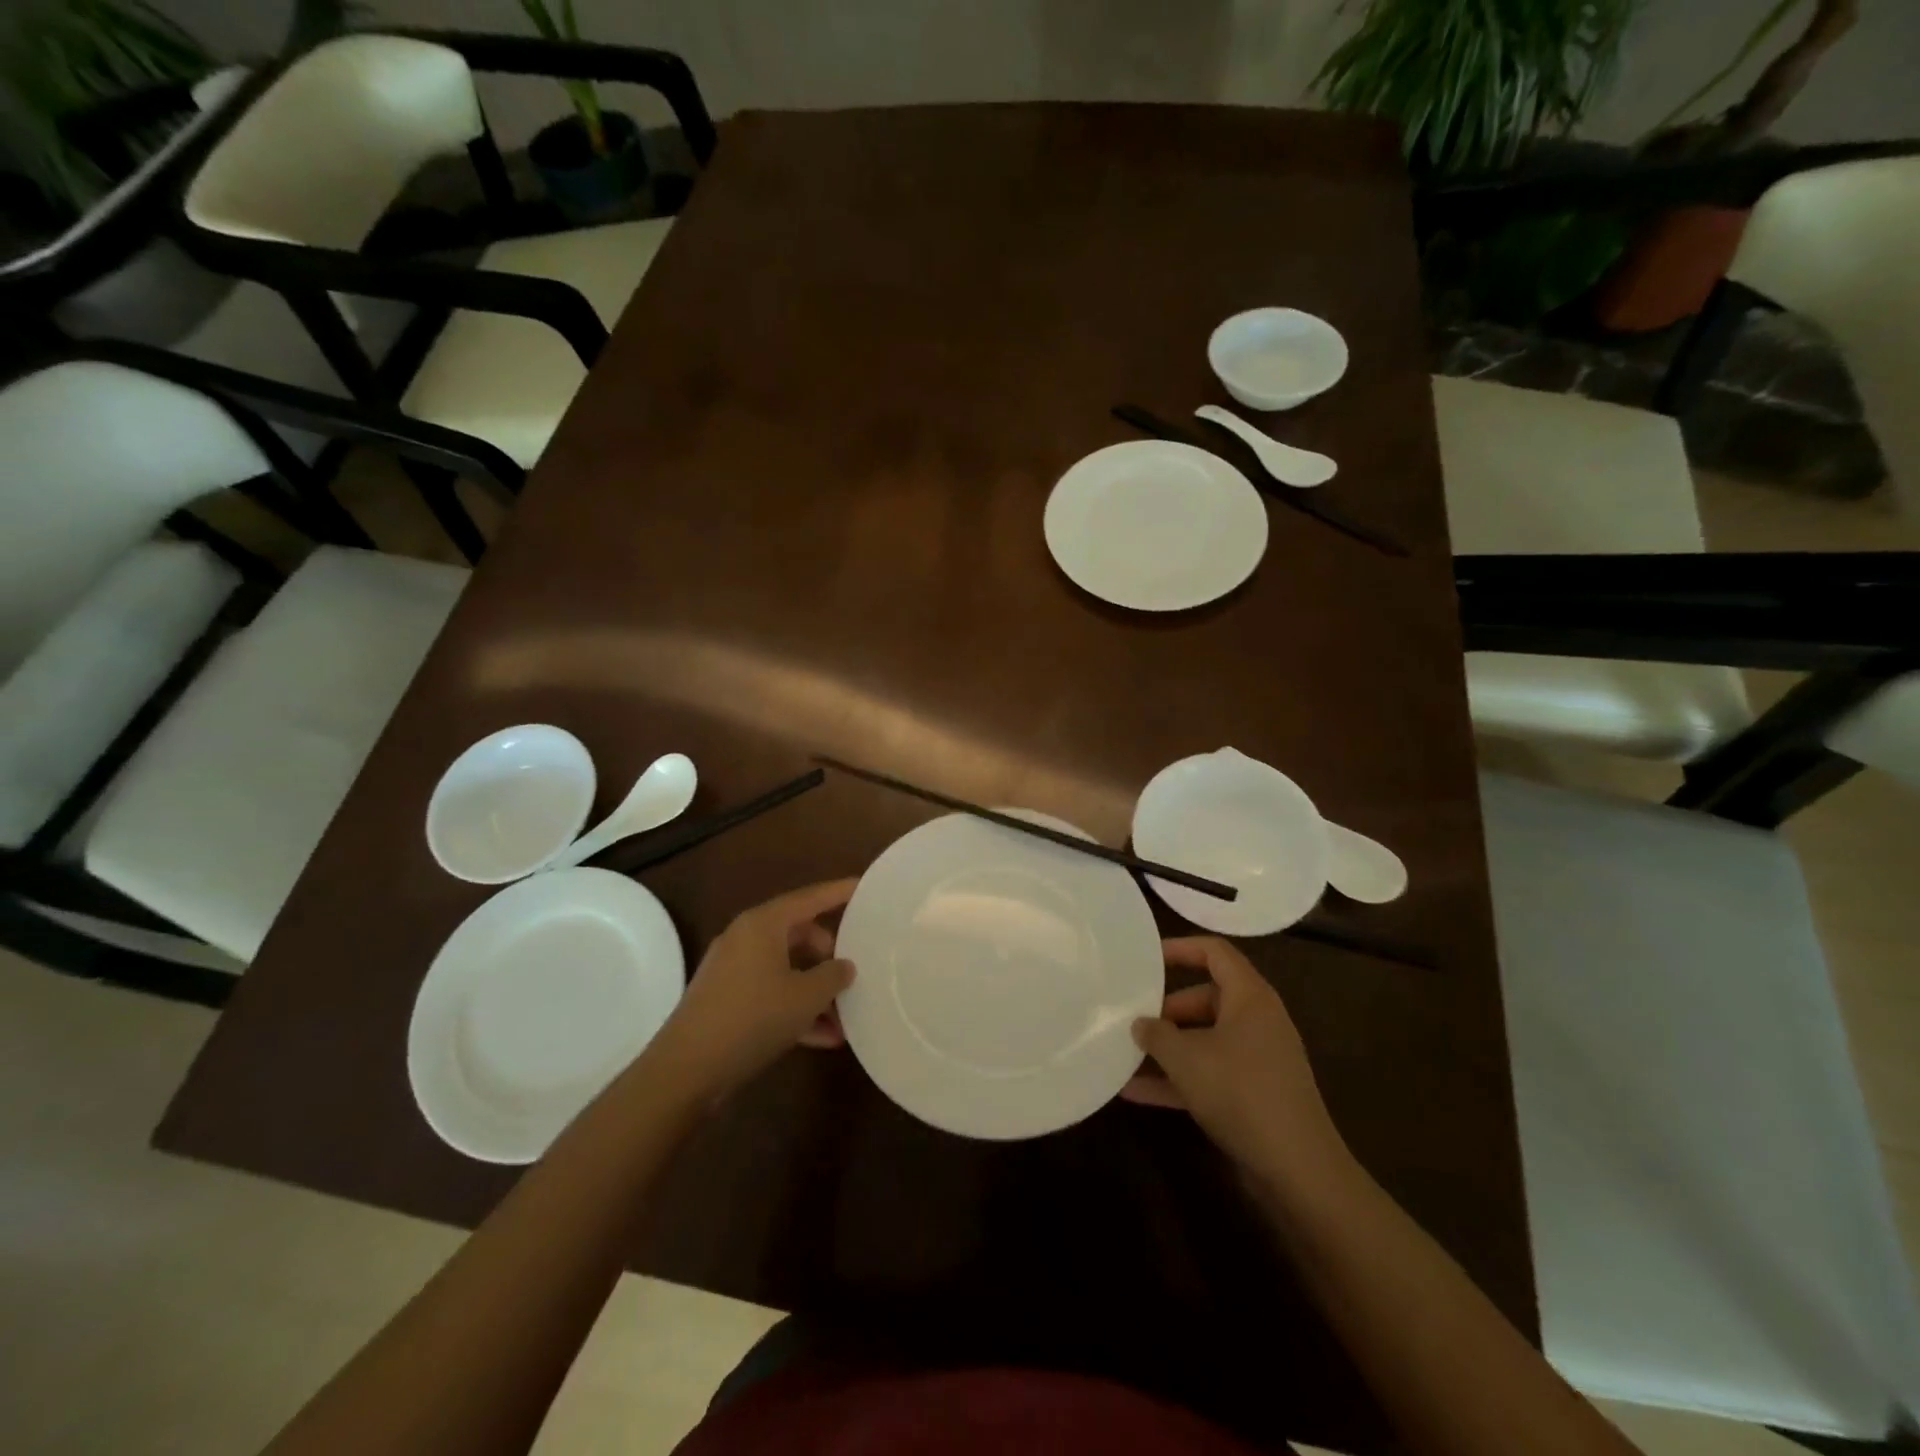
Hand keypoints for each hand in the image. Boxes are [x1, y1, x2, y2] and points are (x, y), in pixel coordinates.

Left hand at [648, 879, 857, 1102]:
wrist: (687, 1069)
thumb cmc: (752, 1018)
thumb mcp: (805, 997)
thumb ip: (833, 976)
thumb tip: (845, 966)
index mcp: (763, 924)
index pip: (809, 898)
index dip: (838, 892)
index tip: (863, 886)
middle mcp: (746, 938)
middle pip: (799, 934)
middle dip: (830, 955)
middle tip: (855, 970)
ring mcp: (733, 970)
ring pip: (787, 968)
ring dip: (816, 990)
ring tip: (846, 1017)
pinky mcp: (726, 1000)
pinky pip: (771, 993)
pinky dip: (795, 1008)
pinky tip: (823, 1038)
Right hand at [1123, 937, 1347, 1189]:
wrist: (1298, 1170)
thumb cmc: (1240, 1093)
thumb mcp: (1186, 1058)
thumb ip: (1156, 1034)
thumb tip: (1140, 1024)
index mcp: (1250, 997)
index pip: (1215, 953)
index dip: (1180, 948)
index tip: (1146, 959)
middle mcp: (1257, 1020)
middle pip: (1205, 997)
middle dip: (1166, 1009)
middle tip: (1132, 1019)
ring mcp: (1257, 1059)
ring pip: (1205, 1039)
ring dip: (1168, 1048)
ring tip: (1125, 1054)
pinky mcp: (1254, 1094)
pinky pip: (1209, 1073)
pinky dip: (1179, 1079)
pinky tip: (1137, 1094)